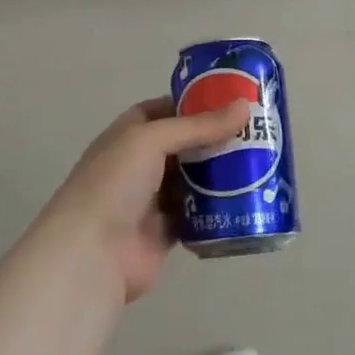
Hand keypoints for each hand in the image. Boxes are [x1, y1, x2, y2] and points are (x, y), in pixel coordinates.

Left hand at [26, 96, 251, 303]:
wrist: (92, 254)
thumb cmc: (114, 184)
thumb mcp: (151, 140)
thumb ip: (197, 126)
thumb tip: (244, 106)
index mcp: (128, 135)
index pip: (164, 110)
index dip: (195, 103)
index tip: (232, 100)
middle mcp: (139, 164)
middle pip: (185, 145)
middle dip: (217, 139)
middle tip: (259, 132)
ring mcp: (152, 199)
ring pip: (194, 180)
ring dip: (222, 173)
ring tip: (262, 162)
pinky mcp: (166, 231)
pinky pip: (198, 214)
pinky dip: (219, 208)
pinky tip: (248, 199)